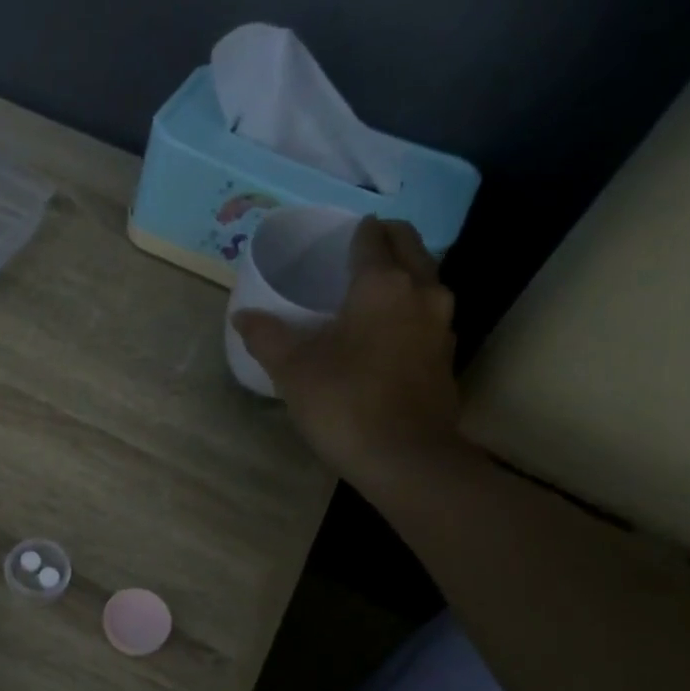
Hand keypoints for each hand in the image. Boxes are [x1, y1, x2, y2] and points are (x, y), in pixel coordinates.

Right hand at [233, 217, 466, 487]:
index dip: (352, 231)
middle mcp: (422, 291)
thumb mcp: (293, 369)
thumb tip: (243, 316)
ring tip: (365, 293)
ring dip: (400, 275)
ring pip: (423, 279)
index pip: (372, 236)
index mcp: (383, 284)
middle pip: (408, 246)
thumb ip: (266, 336)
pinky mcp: (446, 355)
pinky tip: (383, 333)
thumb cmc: (345, 403)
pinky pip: (426, 314)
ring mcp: (441, 324)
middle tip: (349, 256)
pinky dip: (407, 309)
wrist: (405, 459)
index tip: (333, 238)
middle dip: (383, 241)